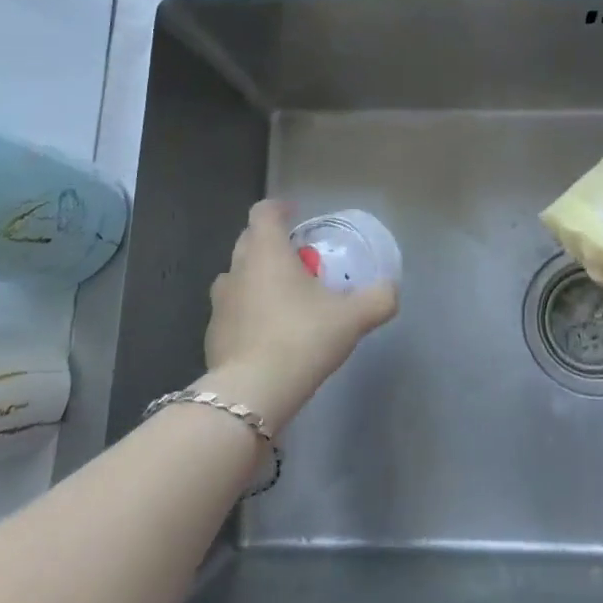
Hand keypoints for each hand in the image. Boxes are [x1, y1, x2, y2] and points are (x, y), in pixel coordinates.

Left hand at [202, 200, 397, 432]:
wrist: (253, 393)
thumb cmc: (303, 338)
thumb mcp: (353, 317)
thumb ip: (378, 298)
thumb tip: (390, 289)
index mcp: (266, 253)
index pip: (264, 212)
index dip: (280, 209)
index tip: (297, 216)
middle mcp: (236, 269)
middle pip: (249, 241)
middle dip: (272, 243)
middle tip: (300, 260)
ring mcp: (219, 303)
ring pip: (237, 277)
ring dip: (257, 278)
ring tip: (284, 298)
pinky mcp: (212, 335)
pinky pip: (233, 311)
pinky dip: (248, 312)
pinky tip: (269, 335)